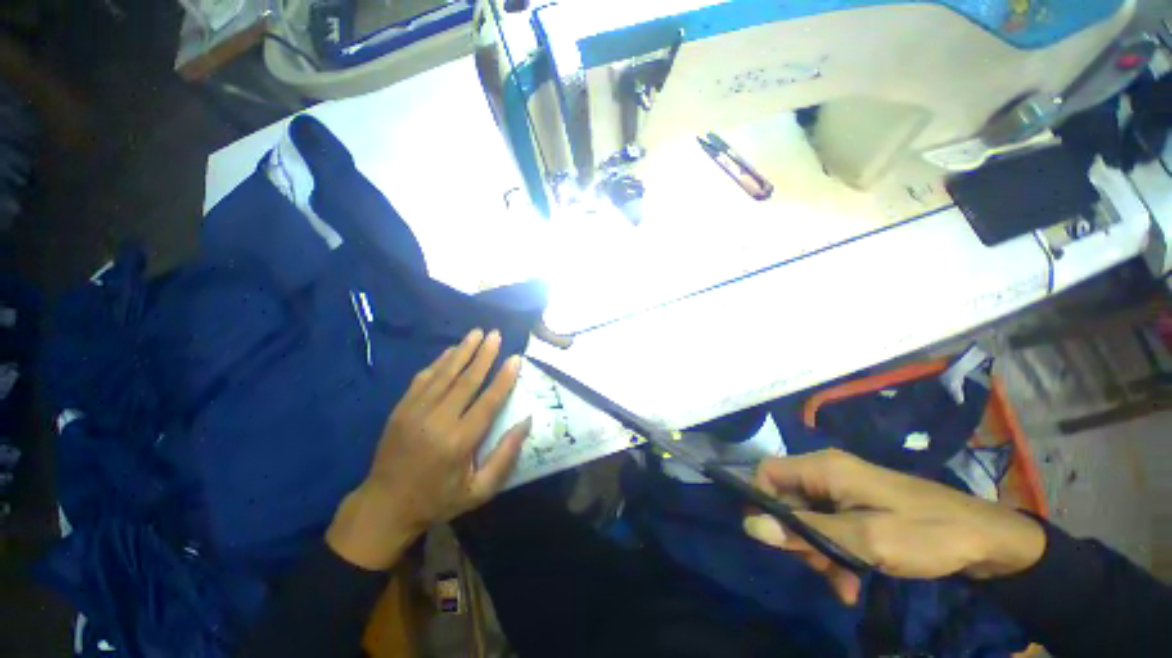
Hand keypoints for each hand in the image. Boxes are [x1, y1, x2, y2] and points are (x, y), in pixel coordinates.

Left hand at [327, 329, 530, 569]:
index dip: (504, 378)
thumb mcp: (478, 491)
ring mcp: (415, 412)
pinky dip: (439, 361)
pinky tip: (451, 350)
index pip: (488, 401)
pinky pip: (423, 378)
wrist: (384, 506)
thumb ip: (504, 456)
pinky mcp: (400, 409)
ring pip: (444, 373)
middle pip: (466, 380)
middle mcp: (437, 421)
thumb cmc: (438, 500)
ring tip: (477, 332)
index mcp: (459, 442)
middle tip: (496, 334)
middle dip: (484, 355)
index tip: (515, 358)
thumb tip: (526, 422)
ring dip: (463, 351)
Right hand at [743, 450, 1045, 604]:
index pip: (767, 473)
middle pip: (787, 498)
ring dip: (818, 551)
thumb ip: (806, 532)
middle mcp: (827, 472)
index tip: (774, 540)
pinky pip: (829, 525)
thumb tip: (750, 525)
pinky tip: (852, 582)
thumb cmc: (926, 534)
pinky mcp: (857, 504)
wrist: (986, 539)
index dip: (762, 502)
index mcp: (824, 468)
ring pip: (807, 516)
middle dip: (797, 537)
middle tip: (819, 569)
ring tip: (843, 585)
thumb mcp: (864, 540)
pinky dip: (835, 552)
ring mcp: (843, 489)